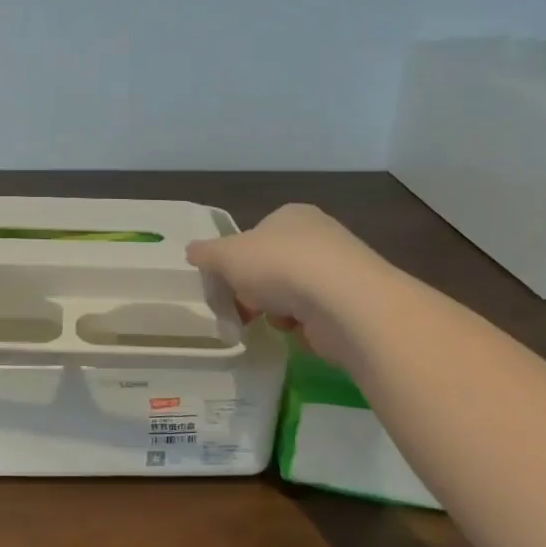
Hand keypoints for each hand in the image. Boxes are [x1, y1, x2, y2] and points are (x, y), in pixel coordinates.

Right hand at [186, 203, 386, 344]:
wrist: (343, 302)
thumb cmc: (278, 266)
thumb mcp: (226, 255)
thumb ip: (206, 253)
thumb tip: (192, 251)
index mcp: (291, 215)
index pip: (256, 235)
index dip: (237, 260)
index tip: (227, 283)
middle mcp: (320, 236)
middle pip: (273, 267)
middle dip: (256, 290)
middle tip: (244, 307)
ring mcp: (340, 270)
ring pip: (292, 294)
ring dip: (278, 311)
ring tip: (276, 320)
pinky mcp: (354, 304)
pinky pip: (315, 317)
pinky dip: (303, 327)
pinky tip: (300, 331)